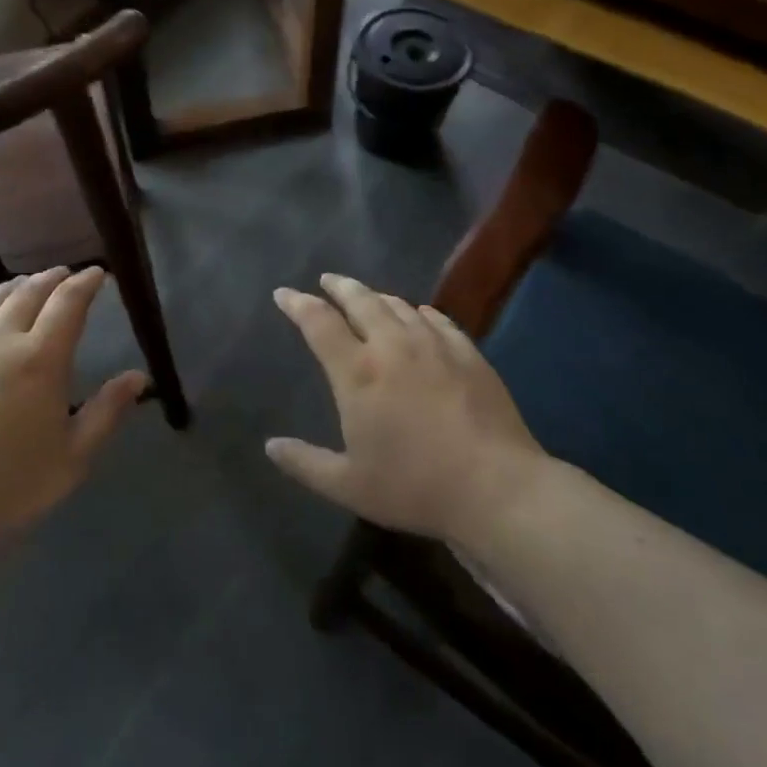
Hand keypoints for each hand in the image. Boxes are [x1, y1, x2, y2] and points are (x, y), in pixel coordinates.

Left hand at [0, 267, 146, 547]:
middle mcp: (1, 341)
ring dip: (16, 285)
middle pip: (30, 292)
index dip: (86, 283)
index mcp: (41, 360)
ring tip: (28, 283)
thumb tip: (139, 376)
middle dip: (53, 278)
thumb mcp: (74, 457)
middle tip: (67, 274)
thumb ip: (108, 410)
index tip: (98, 273)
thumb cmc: (11, 489)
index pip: (69, 303)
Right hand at [266, 274, 546, 545]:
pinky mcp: (467, 352)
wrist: (495, 487)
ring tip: (367, 296)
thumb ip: (305, 463)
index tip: (283, 293)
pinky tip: (419, 314)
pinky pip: (436, 318)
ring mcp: (433, 344)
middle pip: (360, 300)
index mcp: (357, 371)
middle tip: (326, 280)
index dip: (297, 304)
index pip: (318, 322)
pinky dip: (419, 311)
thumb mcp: (348, 486)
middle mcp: (392, 345)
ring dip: (376, 295)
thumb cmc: (414, 487)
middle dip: (338, 286)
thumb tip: (271, 446)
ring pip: (397, 305)